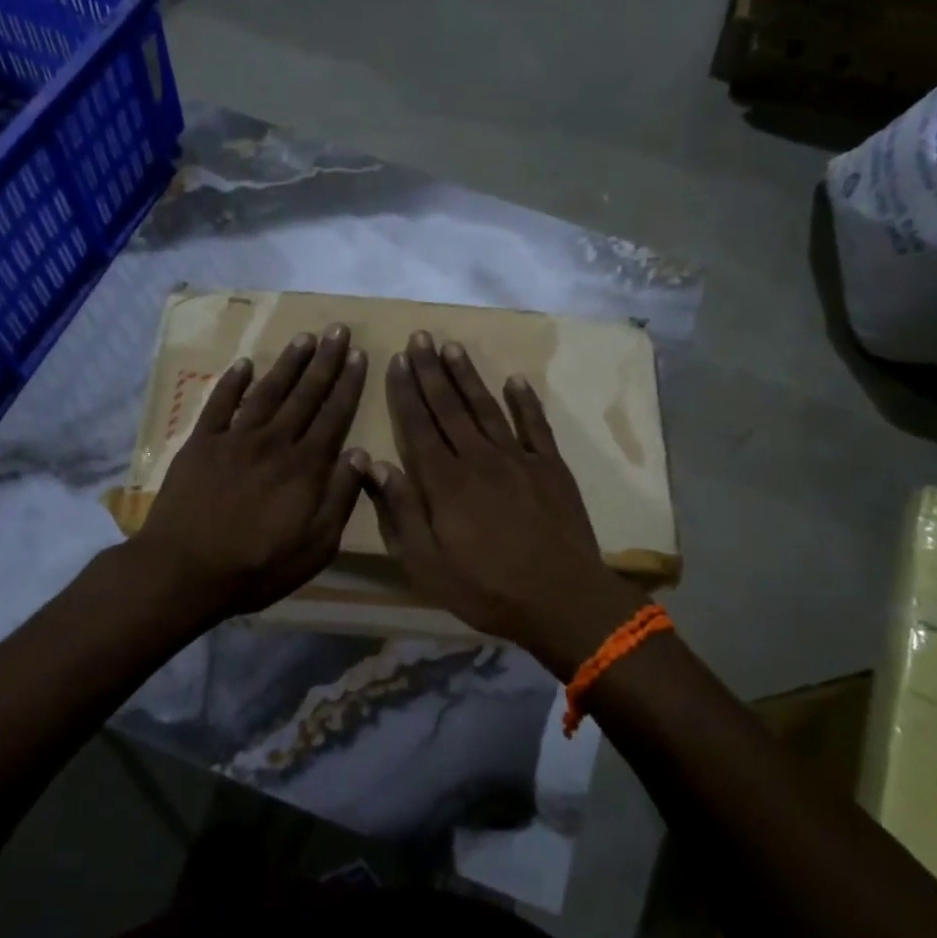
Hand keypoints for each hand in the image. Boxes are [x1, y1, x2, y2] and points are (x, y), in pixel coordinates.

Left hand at [135, 324, 368, 618]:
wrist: (183, 571)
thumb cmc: (256, 567)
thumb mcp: (315, 547)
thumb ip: (340, 498)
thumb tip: (360, 455)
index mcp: (304, 468)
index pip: (334, 416)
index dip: (348, 384)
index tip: (358, 355)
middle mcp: (273, 443)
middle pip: (304, 395)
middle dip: (324, 362)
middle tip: (337, 330)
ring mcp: (234, 440)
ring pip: (267, 392)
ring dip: (287, 364)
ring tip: (303, 337)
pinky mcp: (201, 445)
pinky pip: (219, 405)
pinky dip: (232, 383)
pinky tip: (245, 363)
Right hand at [363, 333, 642, 676]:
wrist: (562, 599)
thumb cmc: (487, 589)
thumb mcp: (428, 564)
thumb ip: (401, 511)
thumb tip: (374, 464)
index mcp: (446, 483)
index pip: (419, 426)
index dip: (406, 392)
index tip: (396, 361)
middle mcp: (479, 459)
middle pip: (450, 408)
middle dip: (431, 371)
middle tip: (419, 338)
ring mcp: (519, 459)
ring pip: (487, 408)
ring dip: (468, 376)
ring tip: (452, 346)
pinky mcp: (551, 467)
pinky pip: (535, 425)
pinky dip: (525, 401)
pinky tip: (515, 380)